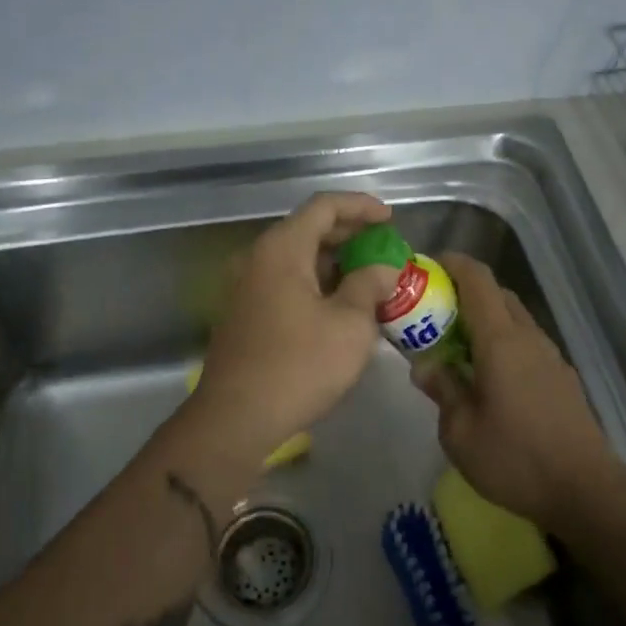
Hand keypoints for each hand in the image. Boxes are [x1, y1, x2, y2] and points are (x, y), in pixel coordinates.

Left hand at [193, 192, 400, 455]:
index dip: (361, 206)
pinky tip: (341, 306)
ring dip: (335, 264)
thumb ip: (370, 285)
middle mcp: (258, 258)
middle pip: (308, 230)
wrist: (235, 419)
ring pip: (297, 259)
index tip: (390, 219)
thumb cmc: (299, 365)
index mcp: (281, 248)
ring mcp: (246, 286)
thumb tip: (382, 269)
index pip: (324, 206)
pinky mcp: (245, 313)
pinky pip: (286, 283)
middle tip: (385, 250)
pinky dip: (316, 284)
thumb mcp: (350, 325)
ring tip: (371, 279)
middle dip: (350, 236)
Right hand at [412, 252, 616, 529]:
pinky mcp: (561, 376)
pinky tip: (487, 376)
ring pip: (513, 318)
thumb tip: (425, 365)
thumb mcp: (460, 432)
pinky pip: (525, 342)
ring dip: (484, 319)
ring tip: (455, 346)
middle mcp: (528, 337)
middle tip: (433, 312)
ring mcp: (550, 356)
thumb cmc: (515, 459)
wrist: (586, 490)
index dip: (452, 264)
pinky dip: (501, 341)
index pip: (477, 279)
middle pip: (497, 293)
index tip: (426, 268)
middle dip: (463, 292)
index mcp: (500, 340)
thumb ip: (442, 390)